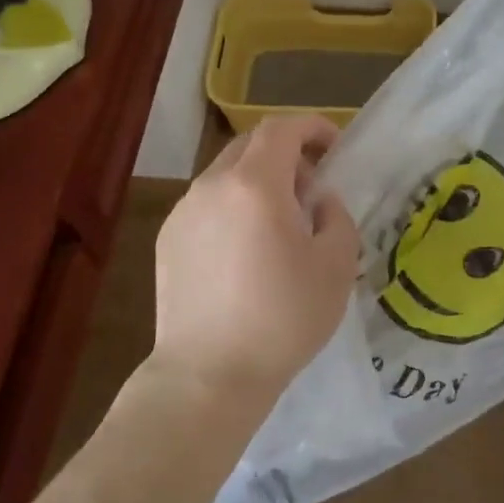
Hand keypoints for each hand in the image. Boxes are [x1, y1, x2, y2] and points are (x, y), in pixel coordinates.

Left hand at [151, 114, 360, 410]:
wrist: (209, 375)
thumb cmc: (282, 318)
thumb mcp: (336, 265)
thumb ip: (335, 216)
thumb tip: (317, 201)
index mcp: (255, 184)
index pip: (281, 128)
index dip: (312, 127)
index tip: (334, 148)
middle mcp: (212, 186)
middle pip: (250, 146)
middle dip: (286, 154)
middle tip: (310, 188)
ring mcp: (183, 212)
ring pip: (226, 175)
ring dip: (258, 182)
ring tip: (278, 225)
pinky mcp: (167, 240)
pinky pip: (207, 205)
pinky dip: (233, 208)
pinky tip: (245, 252)